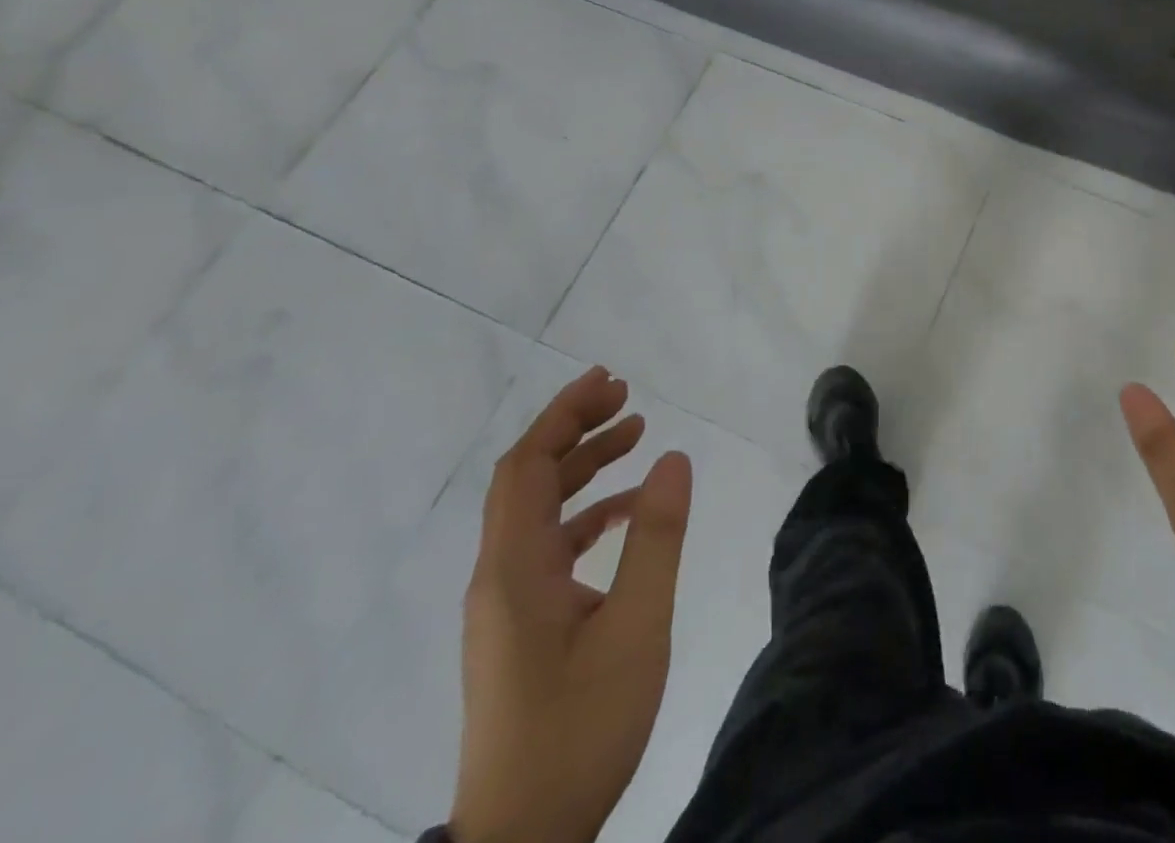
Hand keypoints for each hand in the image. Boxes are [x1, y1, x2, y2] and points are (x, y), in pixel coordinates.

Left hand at [451, 366, 692, 842]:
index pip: (528, 465)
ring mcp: (506, 605)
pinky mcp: (520, 628)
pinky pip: (548, 546)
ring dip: (581, 468)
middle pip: (527, 479)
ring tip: (635, 436)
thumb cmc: (579, 729)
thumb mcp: (636, 627)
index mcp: (515, 568)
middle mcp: (499, 576)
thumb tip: (673, 457)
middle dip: (574, 429)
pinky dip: (585, 514)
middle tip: (628, 397)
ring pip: (538, 511)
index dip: (564, 414)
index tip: (610, 380)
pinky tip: (626, 514)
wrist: (522, 841)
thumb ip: (655, 538)